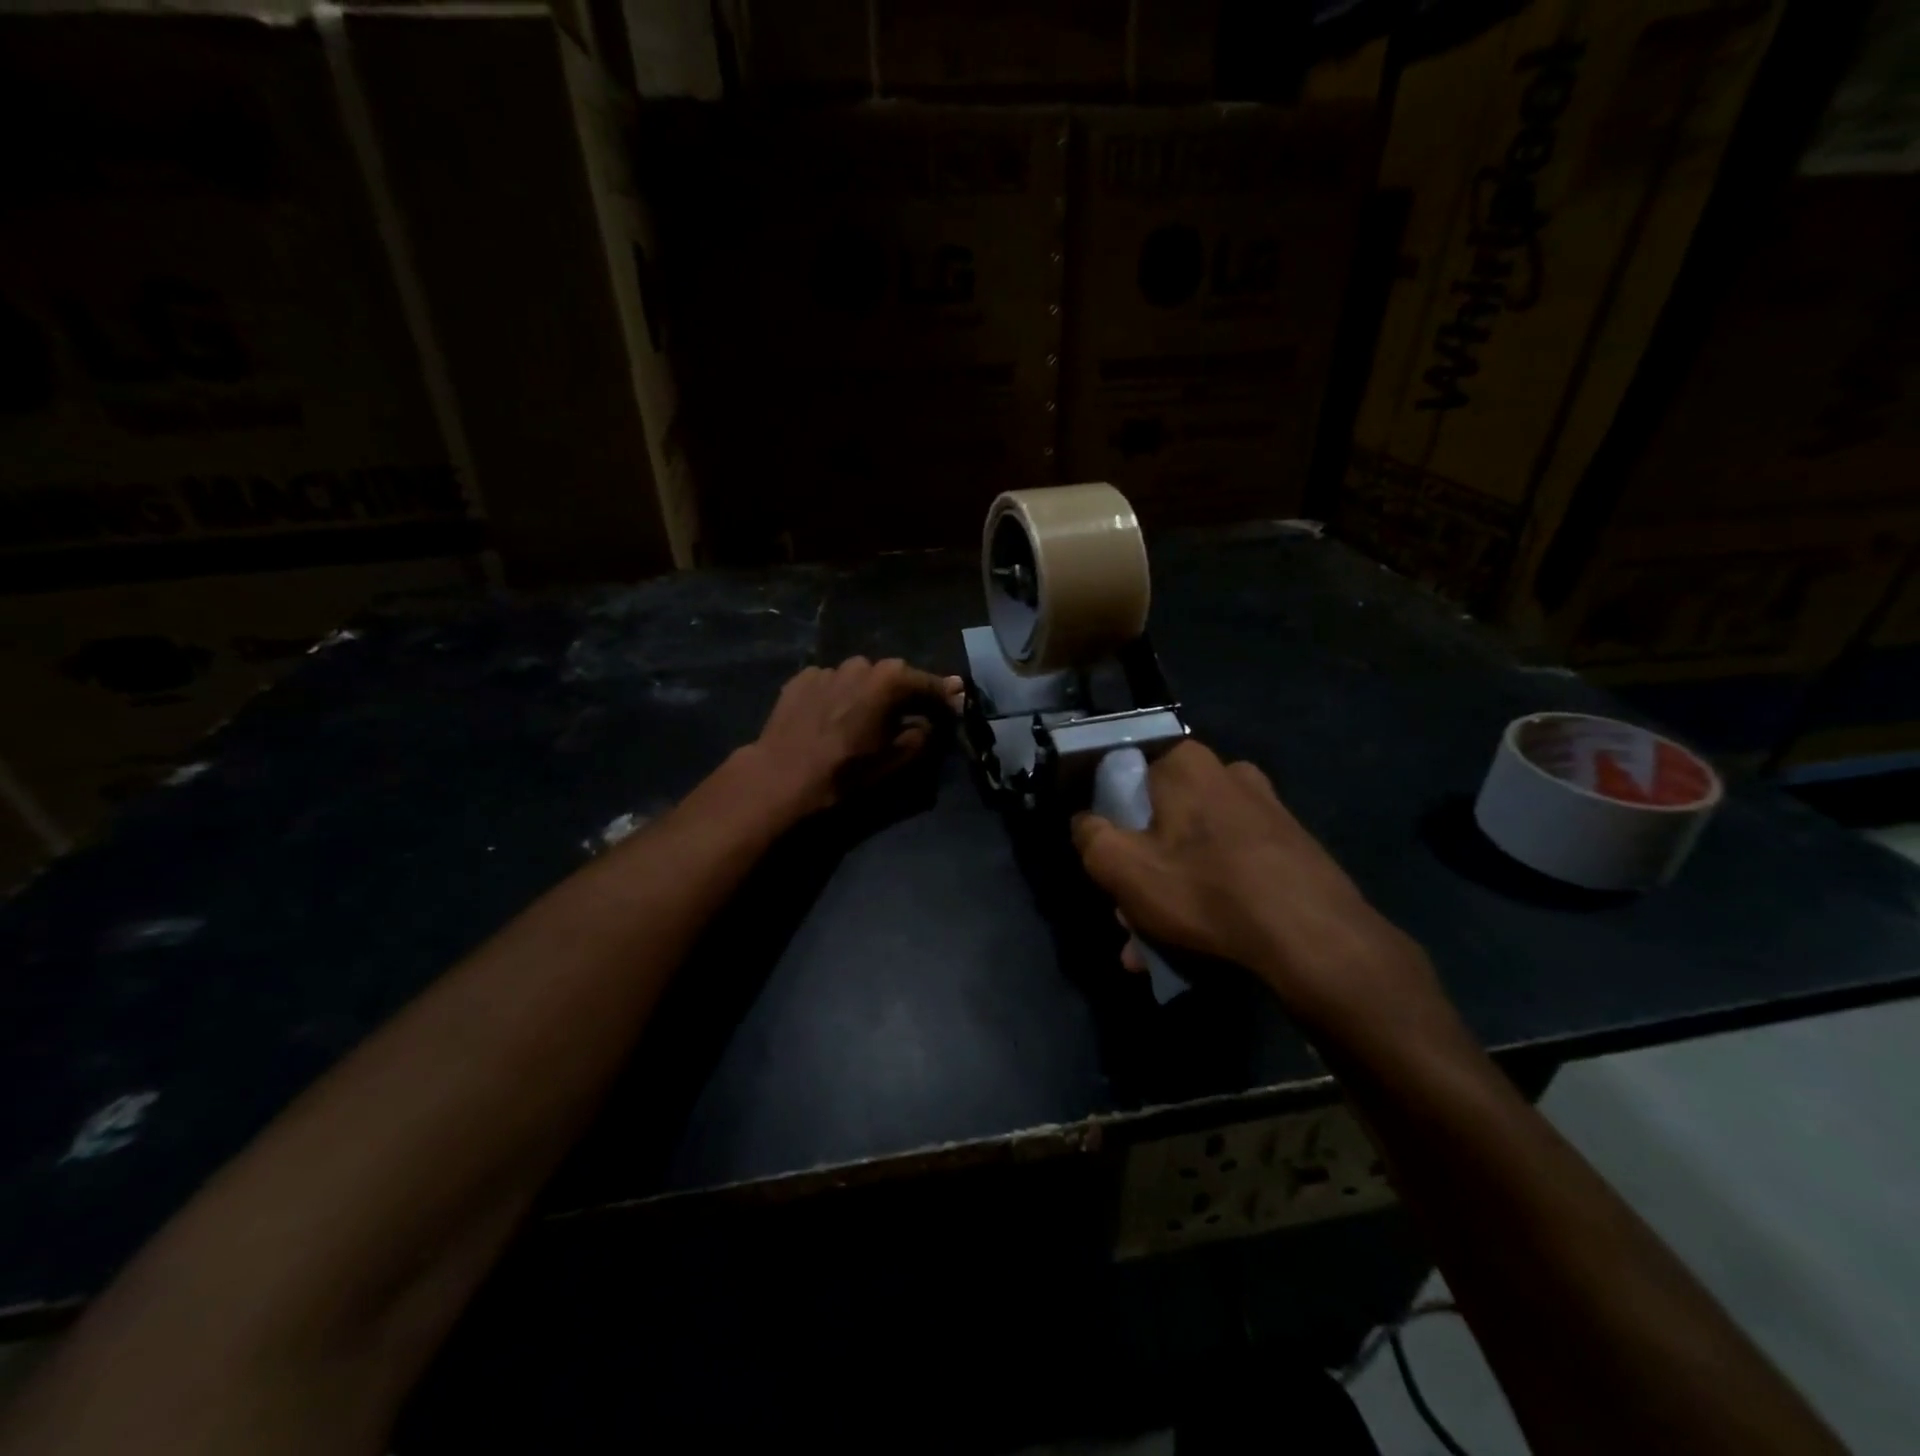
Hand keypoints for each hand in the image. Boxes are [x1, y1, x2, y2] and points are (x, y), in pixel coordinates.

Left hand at [748, 656, 962, 817]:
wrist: (782, 776)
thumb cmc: (846, 771)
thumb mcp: (897, 759)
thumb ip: (923, 733)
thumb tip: (930, 720)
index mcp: (889, 680)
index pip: (928, 683)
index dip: (944, 697)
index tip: (955, 705)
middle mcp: (861, 664)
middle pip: (892, 676)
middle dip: (903, 694)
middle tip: (908, 715)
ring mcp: (827, 669)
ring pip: (859, 679)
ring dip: (867, 693)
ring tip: (864, 718)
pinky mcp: (801, 679)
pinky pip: (831, 685)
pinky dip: (838, 696)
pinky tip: (831, 718)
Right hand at [1071, 740, 1445, 1042]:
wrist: (1316, 939)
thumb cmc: (1205, 890)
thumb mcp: (1122, 867)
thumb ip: (1089, 837)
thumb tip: (1084, 822)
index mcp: (1186, 763)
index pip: (1125, 775)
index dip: (1108, 818)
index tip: (1107, 860)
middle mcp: (1228, 774)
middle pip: (1162, 817)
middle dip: (1141, 867)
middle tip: (1129, 914)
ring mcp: (1266, 810)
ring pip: (1195, 848)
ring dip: (1171, 891)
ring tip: (1155, 944)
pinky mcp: (1291, 847)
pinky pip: (1230, 867)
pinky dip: (1209, 896)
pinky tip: (1197, 944)